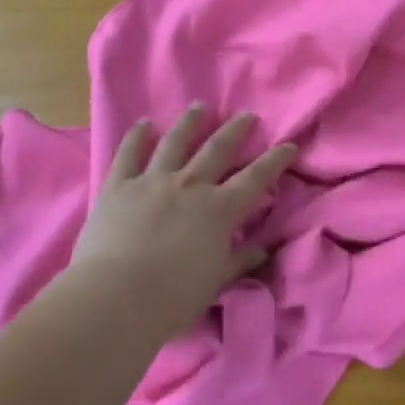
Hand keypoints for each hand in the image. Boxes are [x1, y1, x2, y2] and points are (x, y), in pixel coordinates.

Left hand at [70, 104, 295, 340]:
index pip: (255, 179)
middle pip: (217, 150)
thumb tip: (263, 250)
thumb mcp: (215, 282)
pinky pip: (129, 154)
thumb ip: (238, 261)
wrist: (116, 297)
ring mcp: (152, 181)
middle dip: (235, 130)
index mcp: (218, 210)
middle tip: (246, 115)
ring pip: (175, 142)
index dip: (274, 161)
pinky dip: (137, 137)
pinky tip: (143, 124)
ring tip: (200, 106)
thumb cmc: (172, 298)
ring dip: (190, 122)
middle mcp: (189, 186)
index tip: (288, 145)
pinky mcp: (118, 186)